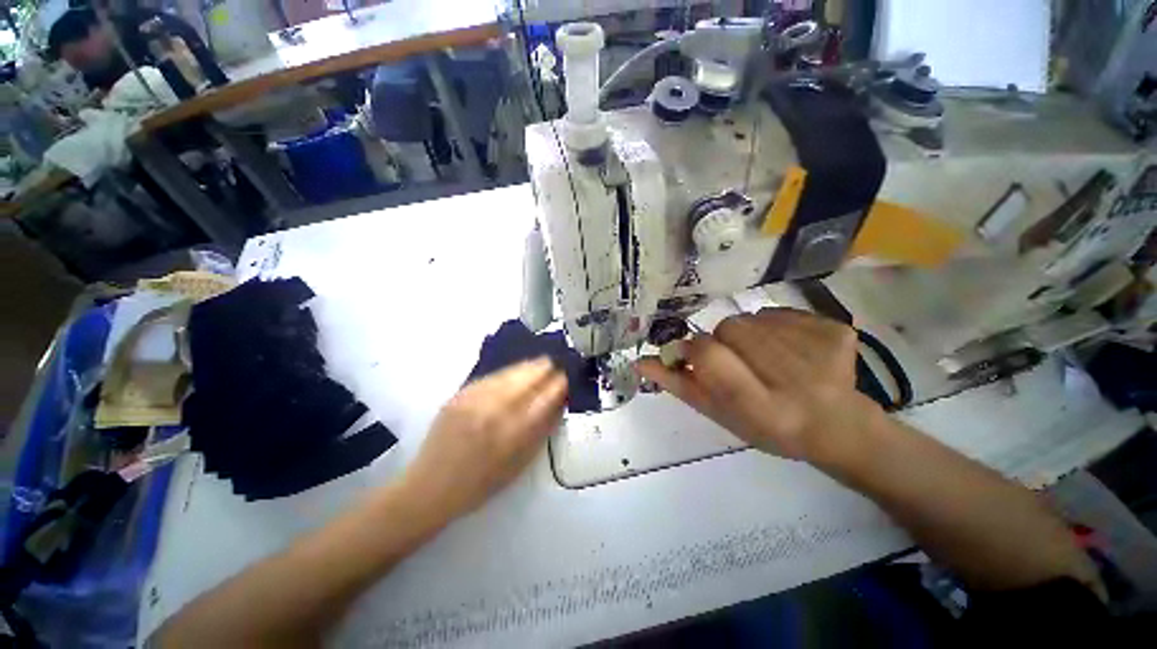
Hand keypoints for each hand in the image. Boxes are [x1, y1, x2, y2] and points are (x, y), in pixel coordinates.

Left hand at [400, 358, 567, 520]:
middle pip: (527, 380)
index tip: (566, 377)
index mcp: (513, 433)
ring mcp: (475, 401)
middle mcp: (496, 411)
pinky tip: (514, 370)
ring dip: (527, 366)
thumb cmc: (480, 485)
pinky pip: (489, 377)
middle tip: (555, 363)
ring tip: (540, 361)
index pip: (544, 399)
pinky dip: (506, 372)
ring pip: (508, 374)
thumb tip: (558, 406)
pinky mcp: (459, 396)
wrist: (430, 488)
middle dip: (544, 369)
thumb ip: (540, 433)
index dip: (558, 385)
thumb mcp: (518, 466)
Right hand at [637, 309, 881, 465]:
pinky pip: (779, 311)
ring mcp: (821, 349)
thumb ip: (679, 386)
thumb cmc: (768, 427)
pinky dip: (773, 326)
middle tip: (739, 363)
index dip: (697, 351)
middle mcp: (795, 379)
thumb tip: (640, 361)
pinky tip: (789, 350)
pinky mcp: (837, 329)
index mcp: (762, 408)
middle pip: (730, 328)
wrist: (835, 425)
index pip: (710, 356)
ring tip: (766, 359)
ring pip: (751, 317)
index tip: (698, 358)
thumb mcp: (718, 414)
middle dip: (723, 342)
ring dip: (748, 334)